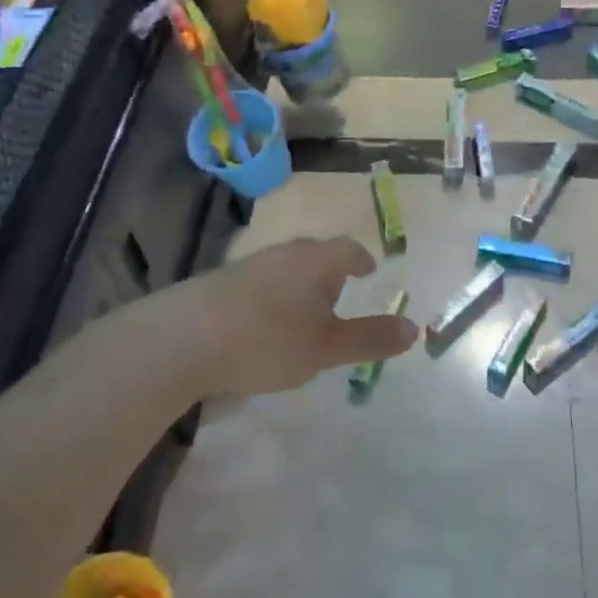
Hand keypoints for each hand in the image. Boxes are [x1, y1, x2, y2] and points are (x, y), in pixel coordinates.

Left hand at [154, 237, 417, 398]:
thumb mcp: (325, 348)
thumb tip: (414, 328)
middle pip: (313, 254)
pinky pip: (257, 282)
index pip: (346, 249)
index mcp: (314, 261)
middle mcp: (282, 253)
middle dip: (329, 271)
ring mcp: (246, 265)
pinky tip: (261, 323)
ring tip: (301, 310)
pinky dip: (269, 296)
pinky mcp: (217, 283)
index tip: (369, 270)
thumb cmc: (268, 340)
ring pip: (283, 267)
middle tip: (338, 291)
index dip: (361, 259)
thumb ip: (368, 338)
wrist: (183, 339)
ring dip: (297, 284)